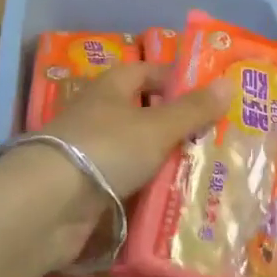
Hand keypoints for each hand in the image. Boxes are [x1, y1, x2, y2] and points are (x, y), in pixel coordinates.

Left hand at [45, 62, 229, 198]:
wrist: (48, 204)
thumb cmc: (106, 149)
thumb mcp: (156, 127)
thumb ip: (192, 109)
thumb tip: (228, 82)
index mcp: (113, 88)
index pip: (149, 72)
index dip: (178, 79)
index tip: (212, 95)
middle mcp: (100, 114)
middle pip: (145, 113)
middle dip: (178, 125)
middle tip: (219, 138)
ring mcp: (92, 152)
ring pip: (138, 151)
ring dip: (166, 161)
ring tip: (208, 172)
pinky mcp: (88, 188)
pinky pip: (128, 182)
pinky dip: (149, 189)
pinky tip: (177, 200)